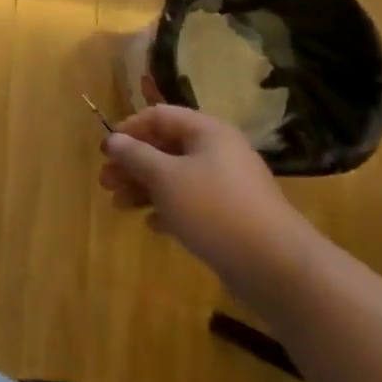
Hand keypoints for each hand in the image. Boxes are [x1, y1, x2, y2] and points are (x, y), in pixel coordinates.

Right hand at [99, 105, 308, 284]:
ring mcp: (226, 185)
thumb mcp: (165, 177)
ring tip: (119, 206)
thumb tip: (113, 140)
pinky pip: (191, 202)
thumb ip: (136, 155)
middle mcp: (218, 151)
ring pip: (175, 176)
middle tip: (106, 182)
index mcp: (206, 131)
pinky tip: (152, 225)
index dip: (128, 129)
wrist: (275, 266)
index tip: (106, 152)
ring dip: (144, 187)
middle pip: (165, 147)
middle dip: (132, 163)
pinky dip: (168, 208)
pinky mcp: (230, 215)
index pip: (159, 115)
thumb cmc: (213, 209)